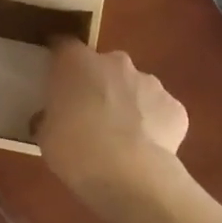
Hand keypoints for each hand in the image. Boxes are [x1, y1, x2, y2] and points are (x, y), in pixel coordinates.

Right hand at [36, 38, 187, 210]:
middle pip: (104, 66)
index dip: (60, 62)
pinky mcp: (175, 107)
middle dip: (98, 84)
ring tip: (120, 138)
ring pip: (135, 87)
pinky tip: (144, 150)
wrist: (128, 175)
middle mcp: (116, 63)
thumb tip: (52, 118)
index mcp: (78, 63)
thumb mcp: (46, 135)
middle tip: (88, 114)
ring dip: (127, 103)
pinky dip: (153, 125)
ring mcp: (150, 83)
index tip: (55, 79)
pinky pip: (159, 111)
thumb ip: (50, 117)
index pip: (64, 47)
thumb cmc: (75, 150)